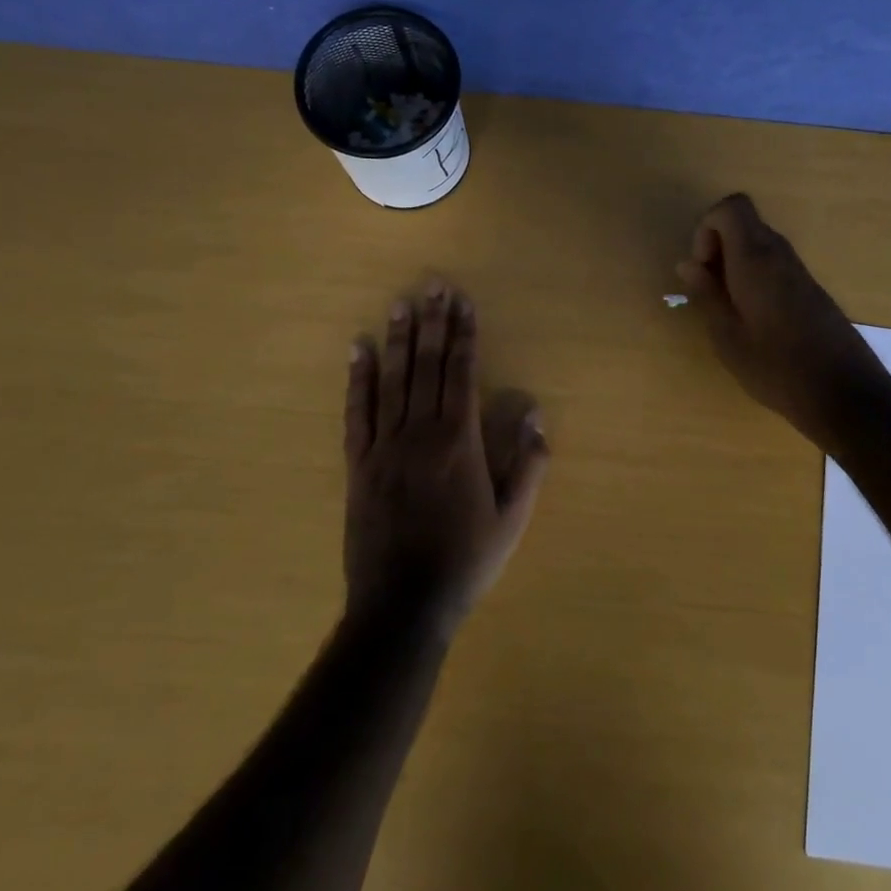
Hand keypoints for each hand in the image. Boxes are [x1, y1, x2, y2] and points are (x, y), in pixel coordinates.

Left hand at [342, 282, 548, 637]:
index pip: (461, 373)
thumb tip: (533, 412)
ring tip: (401, 303)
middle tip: (434, 285)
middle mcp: (420, 433)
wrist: (403, 604)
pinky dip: (358, 379)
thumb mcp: (512, 518)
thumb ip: (528, 464)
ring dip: (399, 339)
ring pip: (392, 380)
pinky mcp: (358, 464)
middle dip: (433, 323)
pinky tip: (359, 350)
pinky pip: (357, 412)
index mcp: (459, 442)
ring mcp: (384, 446)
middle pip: (427, 366)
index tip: (463, 302)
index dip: (464, 335)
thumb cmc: (466, 561)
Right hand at [675, 193, 888, 451]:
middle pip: (743, 223)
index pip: (730, 208)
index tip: (702, 268)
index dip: (706, 228)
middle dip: (717, 247)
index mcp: (755, 260)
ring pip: (758, 244)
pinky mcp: (810, 289)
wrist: (844, 393)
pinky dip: (753, 277)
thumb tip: (687, 263)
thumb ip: (706, 294)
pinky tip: (753, 319)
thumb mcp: (727, 337)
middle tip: (710, 292)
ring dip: (735, 264)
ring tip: (728, 310)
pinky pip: (773, 264)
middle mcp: (780, 254)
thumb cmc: (777, 368)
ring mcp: (799, 270)